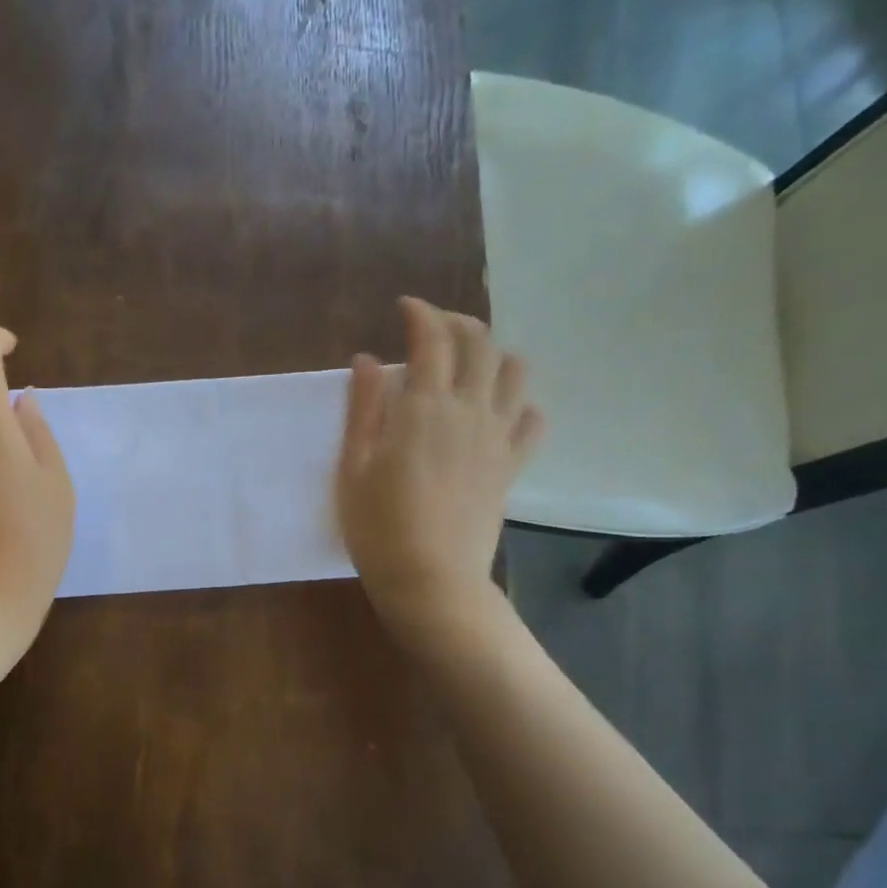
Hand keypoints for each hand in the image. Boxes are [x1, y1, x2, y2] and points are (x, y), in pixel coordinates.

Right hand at [337, 297, 543, 645]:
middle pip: (480, 344)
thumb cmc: (378, 526)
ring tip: (469, 361)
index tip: (405, 307)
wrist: (431, 579)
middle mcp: (469, 411)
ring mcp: (497, 438)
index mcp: (425, 408)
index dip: (420, 314)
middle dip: (458, 322)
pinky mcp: (511, 466)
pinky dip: (520, 403)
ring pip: (514, 373)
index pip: (432, 339)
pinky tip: (500, 410)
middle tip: (434, 326)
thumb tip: (369, 360)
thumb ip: (363, 408)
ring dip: (494, 353)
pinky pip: (532, 421)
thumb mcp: (354, 466)